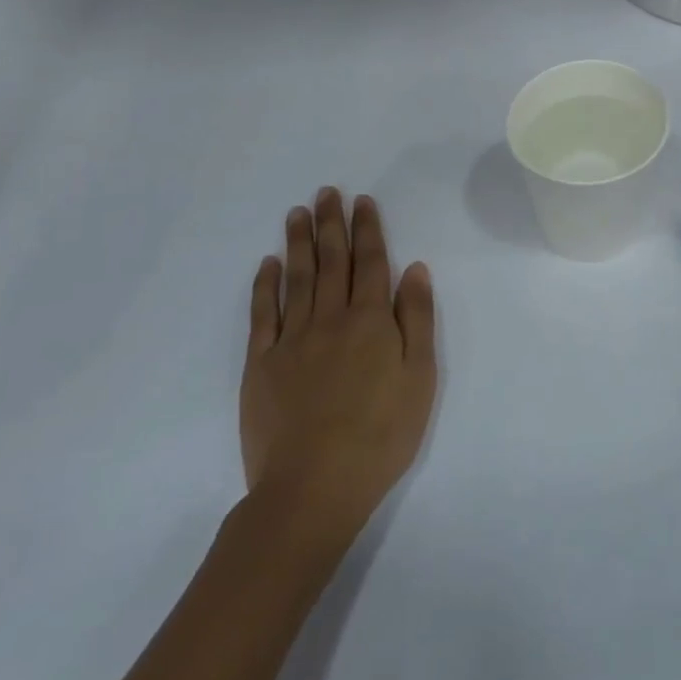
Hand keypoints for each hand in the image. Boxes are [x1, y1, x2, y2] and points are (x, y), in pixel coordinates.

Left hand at [242, 190, 436, 548]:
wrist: (314, 487)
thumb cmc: (380, 435)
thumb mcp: (420, 378)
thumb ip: (416, 319)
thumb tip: (414, 268)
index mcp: (371, 321)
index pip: (371, 263)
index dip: (368, 229)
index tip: (362, 201)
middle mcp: (330, 319)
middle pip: (332, 261)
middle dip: (331, 224)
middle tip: (327, 192)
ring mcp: (291, 340)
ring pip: (297, 278)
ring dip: (299, 242)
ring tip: (297, 213)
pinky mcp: (261, 364)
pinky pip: (263, 314)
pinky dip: (265, 285)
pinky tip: (268, 264)